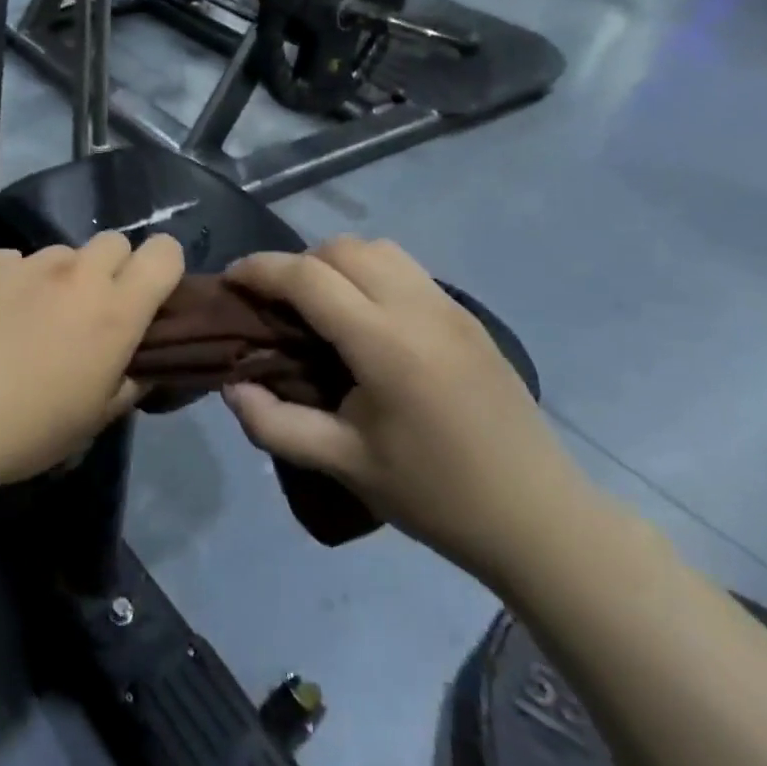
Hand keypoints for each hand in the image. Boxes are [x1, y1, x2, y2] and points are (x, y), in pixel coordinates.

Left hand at [0, 233, 185, 488]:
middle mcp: (79, 275)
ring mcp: (30, 265)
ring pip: (63, 253)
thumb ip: (129, 383)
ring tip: (35, 317)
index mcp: (117, 311)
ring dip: (62, 277)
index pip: (165, 253)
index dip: (163, 268)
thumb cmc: (29, 428)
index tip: (149, 298)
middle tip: (91, 311)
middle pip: (114, 242)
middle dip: (112, 269)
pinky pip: (15, 261)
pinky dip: (15, 281)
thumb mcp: (95, 419)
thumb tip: (139, 366)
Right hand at [221, 237, 589, 585]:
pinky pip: (406, 269)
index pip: (308, 277)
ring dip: (336, 263)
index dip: (260, 269)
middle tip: (273, 304)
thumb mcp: (343, 464)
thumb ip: (275, 423)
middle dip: (296, 263)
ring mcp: (450, 307)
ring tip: (318, 307)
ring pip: (378, 249)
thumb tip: (230, 387)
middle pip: (342, 249)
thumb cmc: (434, 495)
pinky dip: (369, 274)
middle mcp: (418, 308)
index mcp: (385, 343)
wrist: (537, 516)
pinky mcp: (467, 316)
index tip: (230, 281)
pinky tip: (364, 320)